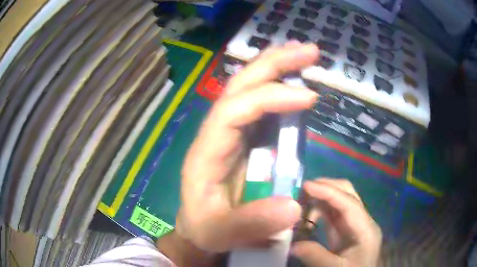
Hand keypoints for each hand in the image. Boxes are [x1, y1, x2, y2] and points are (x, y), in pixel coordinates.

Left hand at [175, 42, 318, 252]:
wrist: (199, 229)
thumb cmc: (205, 230)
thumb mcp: (221, 233)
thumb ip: (251, 224)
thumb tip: (294, 206)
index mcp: (206, 151)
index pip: (235, 110)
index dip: (271, 98)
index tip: (309, 97)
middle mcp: (216, 133)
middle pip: (240, 86)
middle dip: (273, 63)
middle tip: (308, 50)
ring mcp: (230, 133)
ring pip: (250, 88)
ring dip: (277, 67)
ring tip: (304, 53)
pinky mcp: (243, 140)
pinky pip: (261, 106)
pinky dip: (280, 88)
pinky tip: (296, 80)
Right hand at [292, 179, 381, 266]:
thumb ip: (316, 256)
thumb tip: (292, 245)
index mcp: (366, 229)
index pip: (349, 203)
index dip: (328, 192)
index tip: (306, 186)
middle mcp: (363, 220)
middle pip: (348, 193)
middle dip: (326, 187)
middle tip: (302, 190)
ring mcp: (355, 223)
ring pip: (340, 200)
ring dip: (321, 197)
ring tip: (301, 201)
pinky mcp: (346, 229)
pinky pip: (333, 212)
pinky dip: (320, 208)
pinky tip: (307, 214)